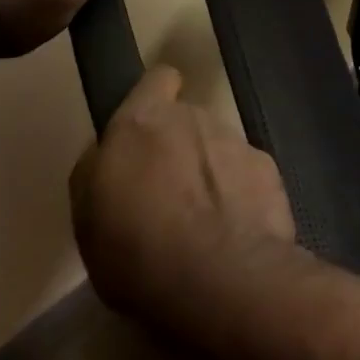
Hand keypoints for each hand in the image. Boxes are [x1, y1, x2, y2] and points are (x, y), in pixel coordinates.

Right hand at [70, 66, 297, 323]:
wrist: (221, 280)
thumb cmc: (136, 252)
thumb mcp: (88, 216)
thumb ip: (100, 169)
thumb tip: (113, 153)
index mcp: (144, 123)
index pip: (156, 79)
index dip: (154, 96)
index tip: (149, 127)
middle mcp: (196, 119)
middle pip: (188, 121)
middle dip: (182, 148)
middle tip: (170, 194)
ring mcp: (239, 142)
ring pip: (220, 149)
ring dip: (212, 173)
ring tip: (205, 222)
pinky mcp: (271, 171)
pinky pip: (248, 175)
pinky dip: (242, 194)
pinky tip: (236, 231)